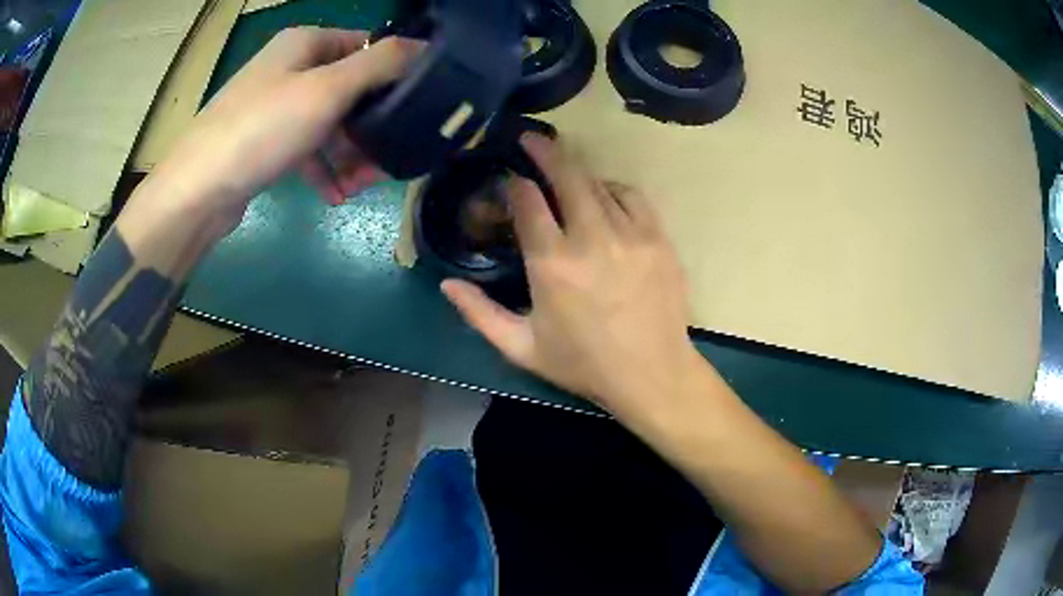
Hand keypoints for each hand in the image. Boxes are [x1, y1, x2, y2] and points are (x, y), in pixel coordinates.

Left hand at [149, 27, 419, 229]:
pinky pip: (305, 147)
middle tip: (387, 158)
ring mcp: (274, 105)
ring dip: (349, 153)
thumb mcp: (328, 90)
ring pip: (328, 122)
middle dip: (370, 125)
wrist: (197, 190)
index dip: (392, 72)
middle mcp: (290, 67)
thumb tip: (424, 47)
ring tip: (361, 186)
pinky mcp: (264, 140)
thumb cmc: (263, 129)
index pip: (365, 45)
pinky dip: (322, 168)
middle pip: (348, 88)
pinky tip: (335, 195)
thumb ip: (380, 64)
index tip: (413, 107)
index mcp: (305, 43)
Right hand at [442, 133, 701, 417]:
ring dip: (578, 174)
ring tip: (565, 174)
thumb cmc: (584, 365)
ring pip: (599, 183)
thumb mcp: (521, 348)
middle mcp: (591, 238)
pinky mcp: (659, 238)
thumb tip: (446, 285)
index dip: (514, 184)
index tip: (508, 179)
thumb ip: (479, 315)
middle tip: (531, 138)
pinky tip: (605, 196)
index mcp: (552, 263)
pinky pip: (632, 196)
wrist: (652, 375)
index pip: (528, 201)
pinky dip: (613, 189)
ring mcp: (631, 234)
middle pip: (566, 176)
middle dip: (544, 151)